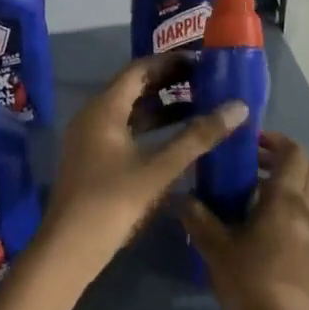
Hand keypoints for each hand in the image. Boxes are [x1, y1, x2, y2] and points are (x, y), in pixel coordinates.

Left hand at [35, 56, 249, 289]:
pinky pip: (124, 131)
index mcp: (104, 108)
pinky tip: (175, 140)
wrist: (70, 248)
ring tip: (198, 107)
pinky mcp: (93, 159)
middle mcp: (93, 116)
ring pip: (129, 112)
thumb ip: (198, 137)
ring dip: (161, 107)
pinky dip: (150, 129)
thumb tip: (238, 107)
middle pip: (133, 88)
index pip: (139, 69)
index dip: (170, 62)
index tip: (202, 61)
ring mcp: (90, 138)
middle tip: (205, 82)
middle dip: (168, 83)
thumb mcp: (160, 169)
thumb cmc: (113, 202)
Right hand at [177, 132, 308, 309]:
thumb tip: (178, 194)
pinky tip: (261, 223)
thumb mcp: (215, 249)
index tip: (246, 142)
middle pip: (308, 167)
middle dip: (282, 158)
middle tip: (249, 163)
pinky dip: (291, 205)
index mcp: (287, 200)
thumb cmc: (249, 285)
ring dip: (287, 182)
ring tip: (250, 192)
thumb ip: (197, 217)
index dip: (273, 139)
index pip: (293, 152)